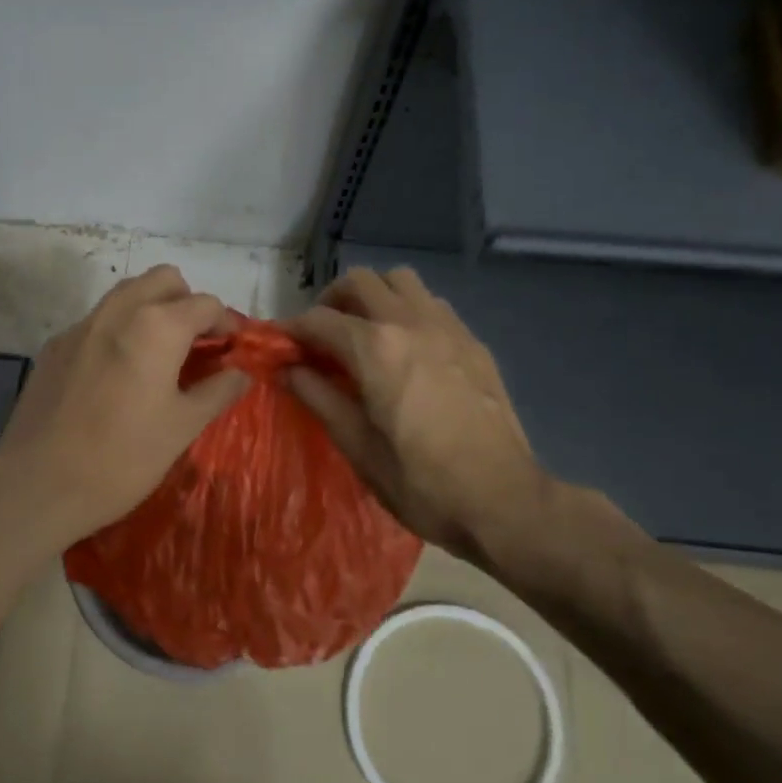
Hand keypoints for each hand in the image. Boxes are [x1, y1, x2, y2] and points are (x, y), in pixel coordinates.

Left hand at [0, 265, 250, 545]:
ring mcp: (80, 326)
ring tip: (159, 356)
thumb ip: (217, 392)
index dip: (226, 324)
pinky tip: (116, 376)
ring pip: (126, 295)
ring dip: (151, 310)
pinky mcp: (54, 347)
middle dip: (186, 303)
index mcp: (156, 326)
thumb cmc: (122, 458)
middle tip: (195, 345)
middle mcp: (117, 311)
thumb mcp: (182, 428)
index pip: (205, 303)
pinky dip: (118, 331)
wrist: (39, 484)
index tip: (231, 350)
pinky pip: (96, 322)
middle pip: (163, 280)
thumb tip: (241, 373)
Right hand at [284, 266, 562, 570]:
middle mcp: (411, 323)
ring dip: (373, 297)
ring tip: (363, 334)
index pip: (319, 320)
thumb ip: (318, 397)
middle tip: (320, 337)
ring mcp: (448, 328)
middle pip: (361, 282)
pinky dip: (407, 311)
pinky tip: (405, 349)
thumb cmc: (420, 482)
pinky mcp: (473, 343)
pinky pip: (432, 304)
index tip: (278, 346)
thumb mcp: (357, 446)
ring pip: (401, 281)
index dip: (291, 330)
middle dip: (330, 301)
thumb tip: (286, 369)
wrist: (503, 501)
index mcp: (376, 348)